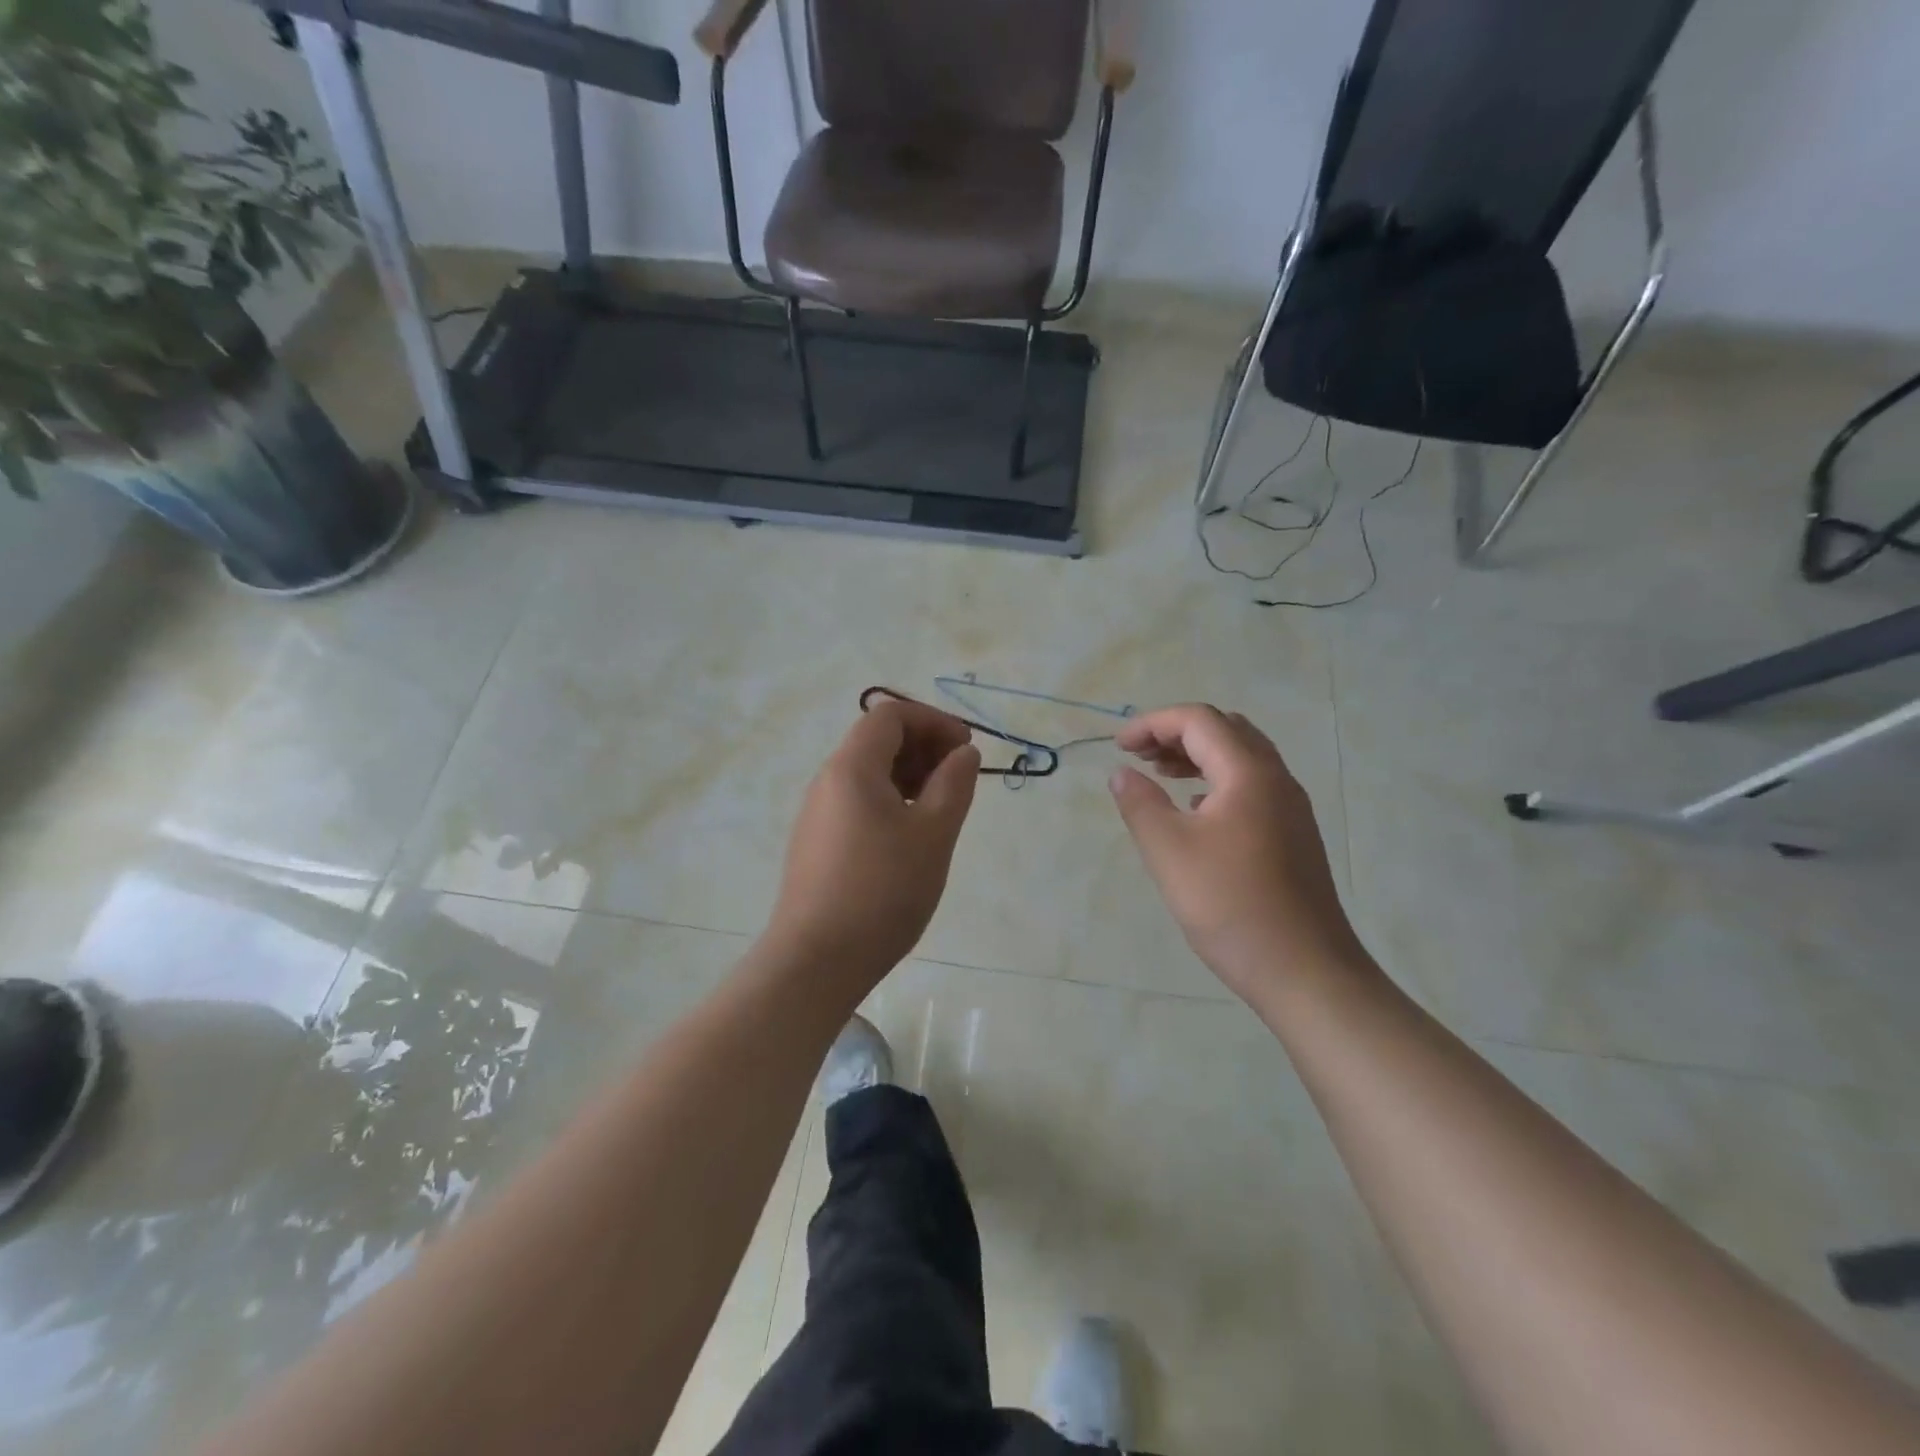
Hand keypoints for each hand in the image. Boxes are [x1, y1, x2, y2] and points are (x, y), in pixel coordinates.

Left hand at [768, 699, 980, 983]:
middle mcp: (827, 781)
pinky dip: (890, 801)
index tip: (966, 749)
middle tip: (959, 779)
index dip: (933, 721)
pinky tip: (910, 838)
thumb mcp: (933, 833)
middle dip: (923, 747)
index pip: (890, 715)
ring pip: (867, 774)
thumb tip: (963, 753)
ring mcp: (817, 814)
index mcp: (851, 767)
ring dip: (909, 776)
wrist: (817, 960)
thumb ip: (954, 784)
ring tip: (941, 810)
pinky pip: (857, 803)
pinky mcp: (816, 844)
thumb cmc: (883, 890)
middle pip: (876, 740)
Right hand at [1108, 704, 1365, 999]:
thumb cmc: (1231, 906)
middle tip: (1140, 756)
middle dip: (1177, 733)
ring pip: (1241, 758)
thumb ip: (1140, 804)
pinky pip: (1251, 786)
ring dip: (1197, 756)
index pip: (1199, 720)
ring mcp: (1291, 808)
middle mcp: (1276, 779)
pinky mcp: (1294, 835)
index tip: (1118, 747)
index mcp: (1249, 774)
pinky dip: (1216, 780)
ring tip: (1160, 775)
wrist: (1305, 971)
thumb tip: (1122, 773)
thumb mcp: (1169, 853)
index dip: (1153, 723)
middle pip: (1225, 730)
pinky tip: (1195, 811)